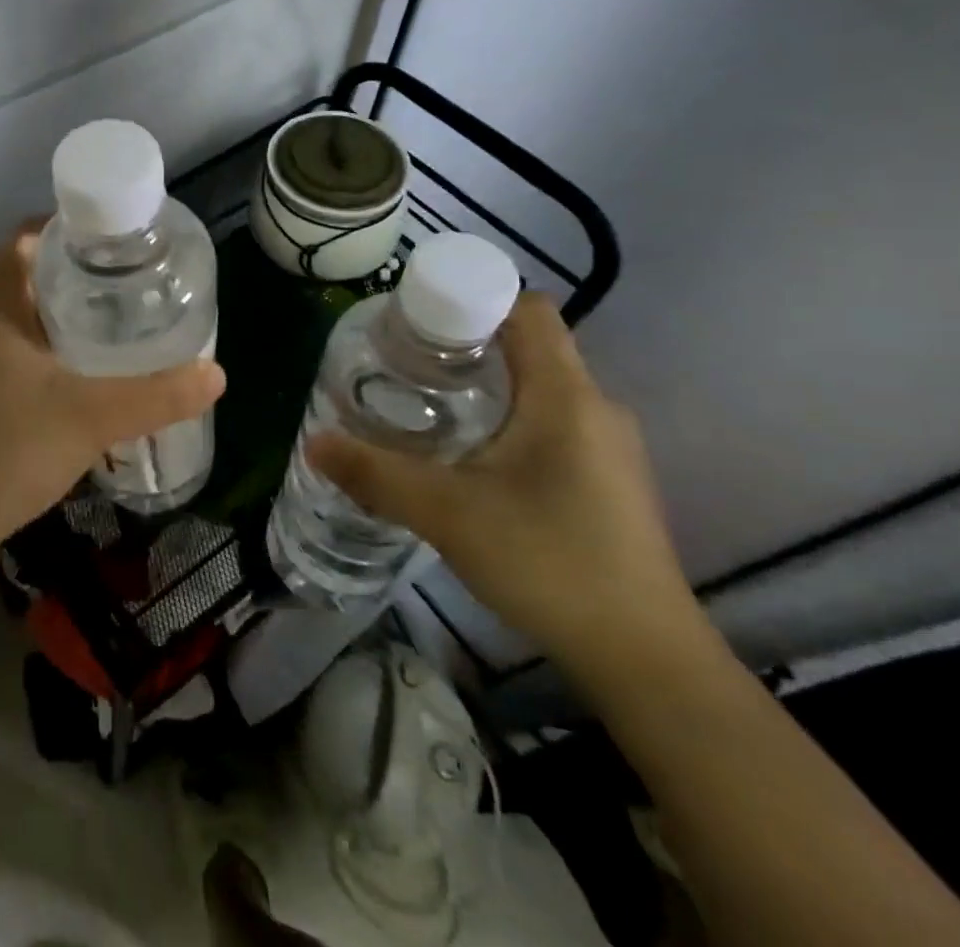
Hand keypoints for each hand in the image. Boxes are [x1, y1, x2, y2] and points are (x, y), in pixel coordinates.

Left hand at [0, 222, 225, 561]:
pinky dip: (34, 339)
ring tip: (110, 323)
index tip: (125, 249)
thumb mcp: (91, 419)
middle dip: (76, 273)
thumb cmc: (4, 452)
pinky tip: (69, 370)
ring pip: (11, 307)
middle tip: (129, 287)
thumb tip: (215, 374)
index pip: (32, 234)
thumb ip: (156, 395)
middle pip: (25, 268)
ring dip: (54, 309)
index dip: (79, 232)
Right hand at [310, 294, 697, 675]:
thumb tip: (315, 443)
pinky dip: (506, 420)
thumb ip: (375, 474)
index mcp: (565, 395)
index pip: (527, 309)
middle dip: (464, 345)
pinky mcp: (606, 481)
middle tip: (404, 365)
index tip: (416, 321)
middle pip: (527, 346)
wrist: (645, 660)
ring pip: (537, 388)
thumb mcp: (447, 514)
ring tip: (424, 406)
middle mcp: (594, 408)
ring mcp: (607, 447)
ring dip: (484, 386)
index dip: (471, 299)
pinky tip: (468, 458)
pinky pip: (550, 423)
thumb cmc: (549, 562)